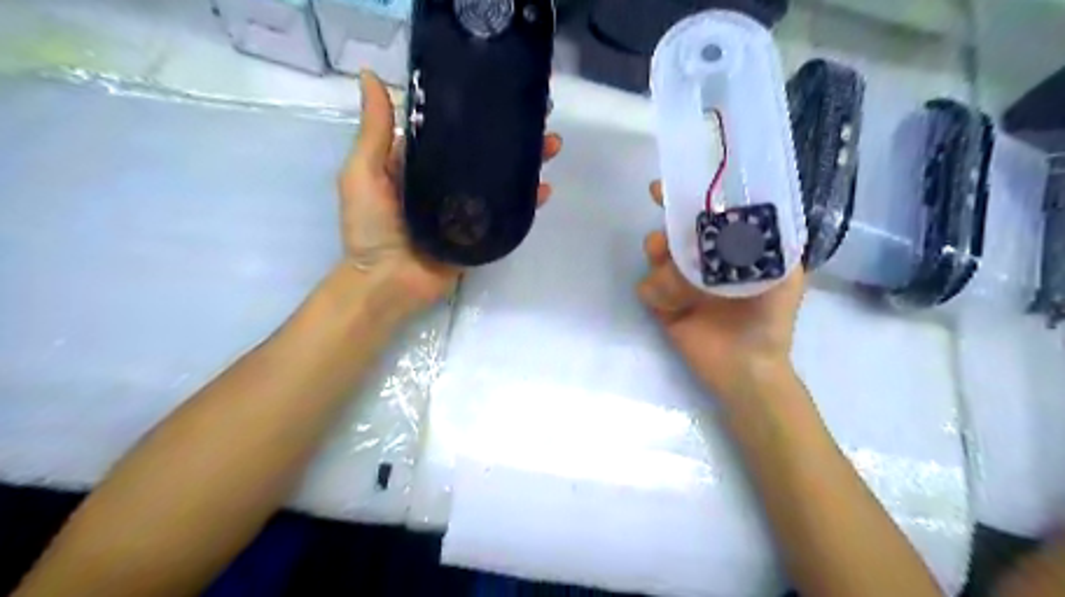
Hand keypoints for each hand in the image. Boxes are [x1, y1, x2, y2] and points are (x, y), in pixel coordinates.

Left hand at [340, 67, 564, 309]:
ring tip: (552, 147)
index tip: (503, 92)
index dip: (478, 111)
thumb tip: (369, 74)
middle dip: (513, 136)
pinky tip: (545, 188)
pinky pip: (506, 214)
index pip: (453, 129)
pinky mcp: (480, 234)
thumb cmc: (369, 227)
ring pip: (500, 180)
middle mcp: (446, 182)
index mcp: (420, 163)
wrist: (386, 282)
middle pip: (484, 153)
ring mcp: (467, 209)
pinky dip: (526, 202)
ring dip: (526, 163)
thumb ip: (374, 132)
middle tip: (541, 119)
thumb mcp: (363, 173)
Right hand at [636, 181, 802, 399]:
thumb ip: (772, 241)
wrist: (745, 369)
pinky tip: (674, 306)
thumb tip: (743, 208)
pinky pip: (647, 286)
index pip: (706, 215)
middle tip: (665, 233)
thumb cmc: (769, 320)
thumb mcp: (785, 275)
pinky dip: (656, 291)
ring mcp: (679, 282)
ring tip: (672, 274)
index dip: (688, 197)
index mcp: (729, 249)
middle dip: (667, 226)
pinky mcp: (663, 305)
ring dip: (659, 258)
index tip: (667, 188)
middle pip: (674, 229)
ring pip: (655, 255)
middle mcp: (702, 260)